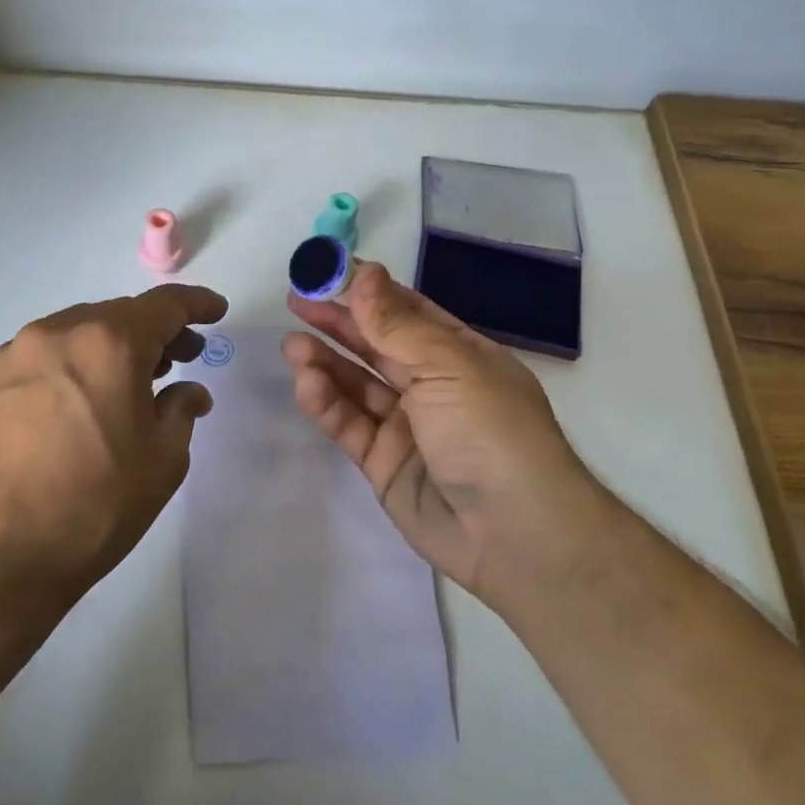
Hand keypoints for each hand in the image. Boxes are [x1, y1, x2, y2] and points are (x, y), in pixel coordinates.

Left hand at [0, 284, 227, 618]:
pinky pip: (48, 356)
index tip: (217, 312)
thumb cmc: (91, 506)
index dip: (197, 304)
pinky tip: (87, 399)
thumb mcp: (160, 462)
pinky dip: (78, 363)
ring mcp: (16, 355)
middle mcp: (59, 333)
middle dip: (157, 331)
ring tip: (137, 380)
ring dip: (115, 346)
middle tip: (184, 356)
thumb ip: (181, 412)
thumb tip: (187, 392)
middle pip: (120, 315)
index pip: (164, 305)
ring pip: (81, 332)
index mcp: (109, 343)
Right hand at [283, 262, 600, 604]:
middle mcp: (433, 385)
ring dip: (325, 362)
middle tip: (296, 301)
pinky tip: (306, 382)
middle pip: (377, 346)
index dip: (368, 291)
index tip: (327, 272)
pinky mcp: (383, 462)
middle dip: (338, 323)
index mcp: (460, 354)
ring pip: (357, 385)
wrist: (512, 533)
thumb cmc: (490, 430)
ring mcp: (407, 426)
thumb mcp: (447, 365)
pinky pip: (349, 424)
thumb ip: (396, 324)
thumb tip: (364, 272)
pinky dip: (326, 403)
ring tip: (292, 343)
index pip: (407, 312)